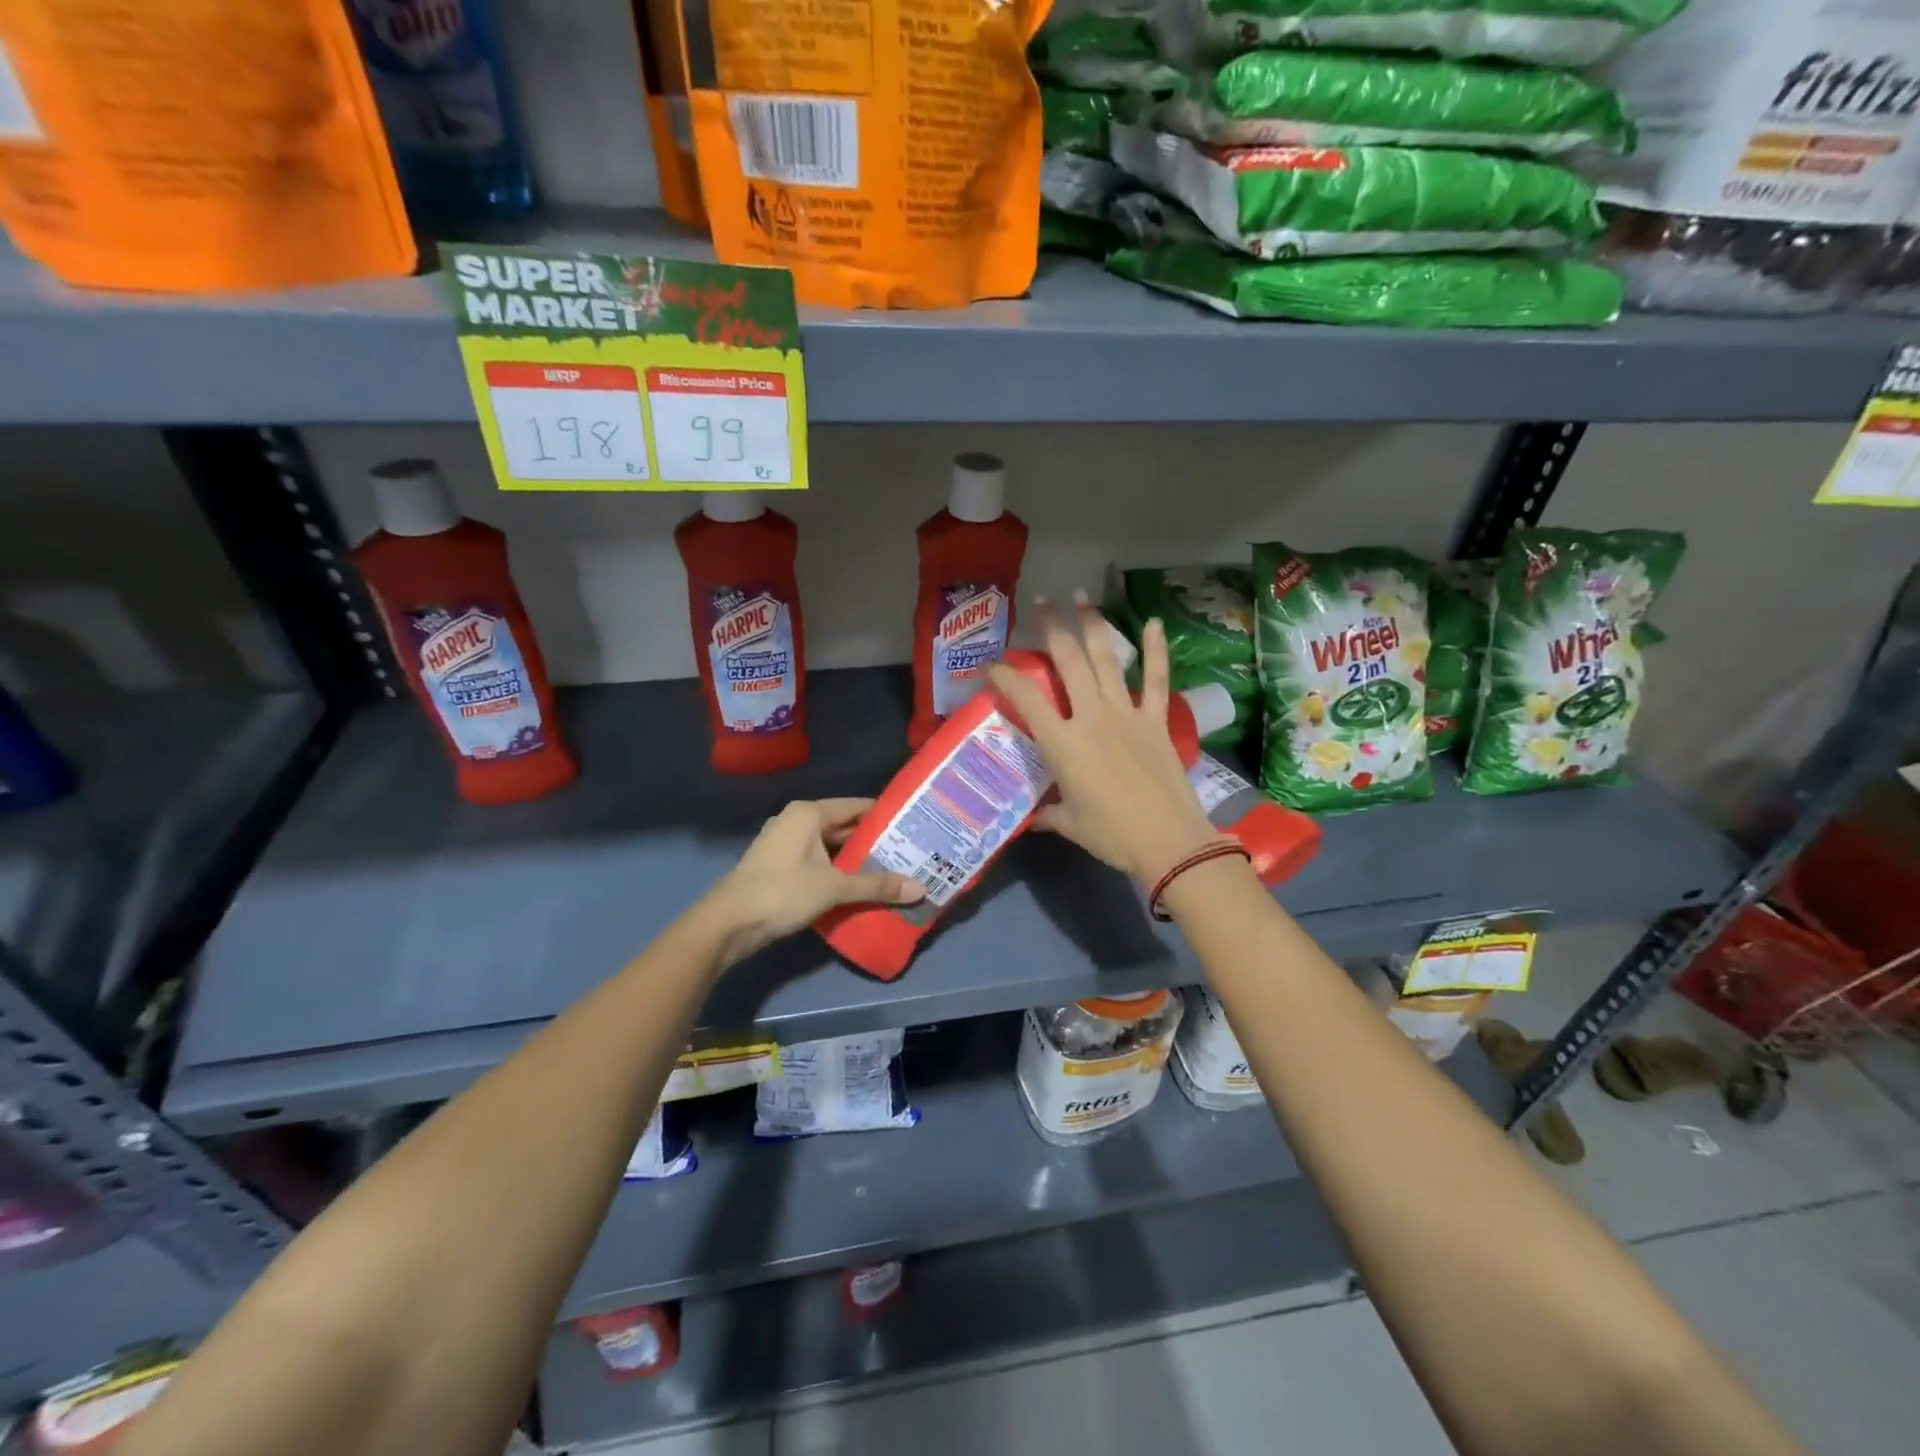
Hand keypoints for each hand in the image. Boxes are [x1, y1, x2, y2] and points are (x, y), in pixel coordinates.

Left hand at [707, 798, 923, 964]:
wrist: (727, 923)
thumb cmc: (782, 892)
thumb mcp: (834, 888)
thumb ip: (876, 886)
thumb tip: (920, 889)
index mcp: (808, 813)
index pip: (856, 806)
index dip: (884, 816)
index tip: (912, 826)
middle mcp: (796, 821)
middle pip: (843, 826)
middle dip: (873, 841)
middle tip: (908, 853)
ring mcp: (784, 843)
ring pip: (830, 846)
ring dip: (855, 859)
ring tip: (891, 870)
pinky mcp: (778, 865)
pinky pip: (817, 861)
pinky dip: (837, 871)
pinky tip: (858, 887)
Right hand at [987, 594, 1218, 887]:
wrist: (1169, 841)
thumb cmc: (1112, 835)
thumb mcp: (1070, 824)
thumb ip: (1048, 814)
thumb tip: (1032, 818)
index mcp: (1063, 743)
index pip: (1025, 699)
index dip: (1004, 677)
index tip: (990, 665)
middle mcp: (1091, 717)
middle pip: (1068, 662)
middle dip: (1052, 628)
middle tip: (1042, 602)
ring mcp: (1127, 714)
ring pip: (1106, 660)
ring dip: (1093, 625)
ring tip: (1082, 597)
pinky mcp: (1156, 720)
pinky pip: (1156, 679)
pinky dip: (1156, 651)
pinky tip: (1155, 623)